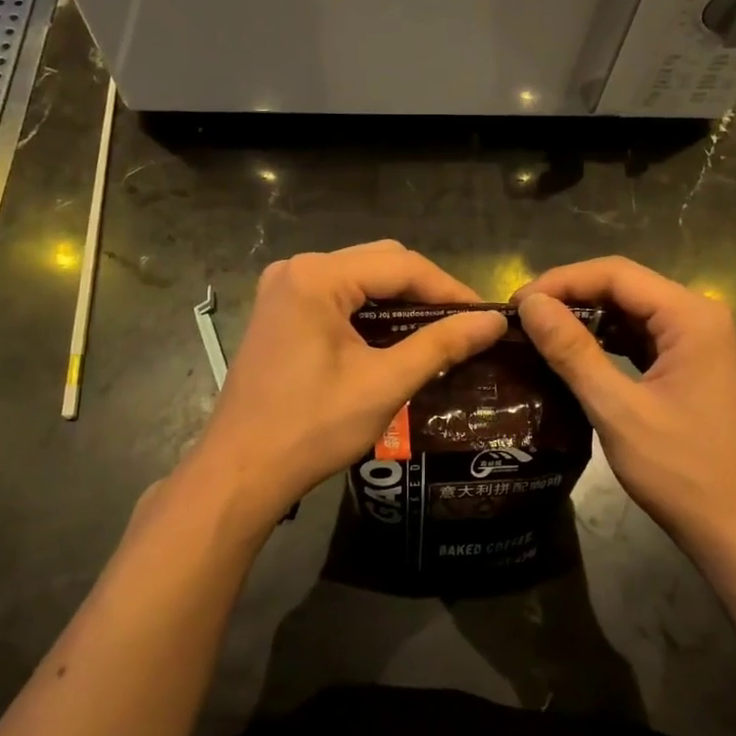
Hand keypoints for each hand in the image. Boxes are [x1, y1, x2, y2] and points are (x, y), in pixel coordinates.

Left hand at [187, 242, 505, 524]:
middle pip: (380, 263)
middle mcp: (296, 269)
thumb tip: (495, 322)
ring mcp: (283, 289)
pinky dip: (371, 313)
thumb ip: (441, 345)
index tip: (487, 316)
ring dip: (400, 302)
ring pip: (360, 279)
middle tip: (465, 325)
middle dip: (426, 291)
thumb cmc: (312, 428)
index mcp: (316, 276)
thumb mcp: (384, 384)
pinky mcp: (280, 312)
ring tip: (441, 332)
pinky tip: (397, 338)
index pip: (401, 266)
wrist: (241, 472)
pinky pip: (338, 297)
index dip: (449, 289)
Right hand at [515, 258, 735, 557]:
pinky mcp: (688, 365)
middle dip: (570, 297)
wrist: (735, 528)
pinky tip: (570, 353)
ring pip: (629, 311)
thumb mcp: (618, 410)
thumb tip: (530, 305)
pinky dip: (603, 340)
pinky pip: (638, 337)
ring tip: (536, 332)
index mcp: (691, 316)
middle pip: (623, 286)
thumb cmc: (680, 471)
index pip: (616, 274)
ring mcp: (696, 341)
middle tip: (520, 319)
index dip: (561, 281)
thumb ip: (572, 352)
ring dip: (584, 318)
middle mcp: (698, 316)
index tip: (516, 304)